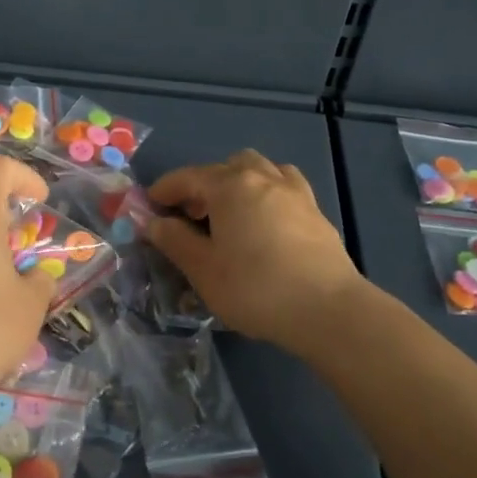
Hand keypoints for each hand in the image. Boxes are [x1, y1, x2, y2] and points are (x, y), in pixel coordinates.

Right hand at [147, 151, 368, 359]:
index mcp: (229, 185)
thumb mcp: (203, 269)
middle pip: (224, 167)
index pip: (186, 177)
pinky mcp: (315, 211)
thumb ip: (174, 240)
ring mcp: (293, 191)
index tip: (148, 208)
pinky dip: (267, 193)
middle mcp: (261, 177)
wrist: (328, 310)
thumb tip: (152, 222)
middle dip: (203, 185)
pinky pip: (284, 186)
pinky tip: (265, 221)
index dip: (163, 191)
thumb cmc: (255, 287)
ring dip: (238, 183)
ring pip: (259, 169)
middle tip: (191, 217)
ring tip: (230, 214)